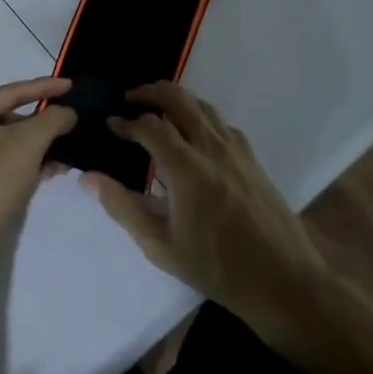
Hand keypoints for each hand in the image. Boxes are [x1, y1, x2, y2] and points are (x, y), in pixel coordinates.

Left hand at [0, 77, 76, 247]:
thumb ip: (52, 119)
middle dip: (40, 124)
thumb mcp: (29, 142)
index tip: (70, 85)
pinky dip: (22, 166)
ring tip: (63, 154)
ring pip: (3, 146)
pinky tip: (46, 173)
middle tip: (68, 125)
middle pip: (6, 119)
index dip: (44, 87)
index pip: (10, 92)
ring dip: (34, 148)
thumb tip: (67, 113)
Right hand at [84, 82, 321, 330]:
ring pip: (202, 106)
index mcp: (186, 168)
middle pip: (178, 99)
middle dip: (150, 92)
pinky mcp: (252, 159)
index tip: (109, 125)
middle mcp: (212, 148)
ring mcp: (236, 150)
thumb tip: (88, 178)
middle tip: (129, 99)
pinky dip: (200, 116)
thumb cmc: (217, 267)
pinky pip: (221, 123)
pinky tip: (193, 135)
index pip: (149, 126)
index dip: (125, 122)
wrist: (284, 281)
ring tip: (155, 110)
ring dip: (176, 100)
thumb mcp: (161, 246)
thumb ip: (123, 207)